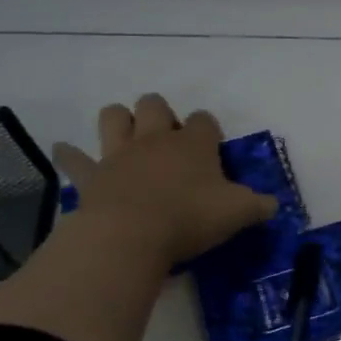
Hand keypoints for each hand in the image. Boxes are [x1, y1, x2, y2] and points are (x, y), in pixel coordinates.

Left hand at [52, 97, 276, 267]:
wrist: (130, 235)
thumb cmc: (190, 218)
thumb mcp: (239, 213)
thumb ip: (259, 206)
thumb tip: (273, 205)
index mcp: (194, 144)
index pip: (205, 121)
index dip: (208, 129)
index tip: (212, 147)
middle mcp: (156, 140)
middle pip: (154, 105)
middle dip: (160, 113)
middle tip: (168, 137)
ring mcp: (119, 154)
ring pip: (113, 116)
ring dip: (119, 120)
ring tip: (127, 135)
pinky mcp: (91, 175)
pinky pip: (74, 158)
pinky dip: (70, 155)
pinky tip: (66, 151)